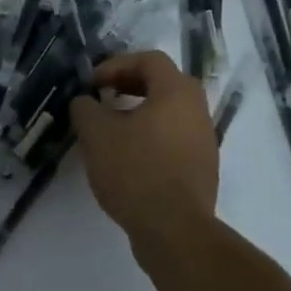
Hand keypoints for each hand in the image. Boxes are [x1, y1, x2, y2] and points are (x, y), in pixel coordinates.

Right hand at [68, 50, 218, 239]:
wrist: (174, 230)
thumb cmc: (135, 171)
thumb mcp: (96, 134)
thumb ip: (85, 108)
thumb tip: (85, 102)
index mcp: (177, 93)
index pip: (150, 60)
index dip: (116, 64)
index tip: (92, 84)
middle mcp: (197, 110)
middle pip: (164, 83)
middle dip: (129, 85)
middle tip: (103, 97)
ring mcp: (204, 141)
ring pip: (169, 112)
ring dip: (139, 112)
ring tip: (111, 129)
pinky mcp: (201, 168)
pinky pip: (174, 138)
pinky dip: (150, 136)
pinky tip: (127, 157)